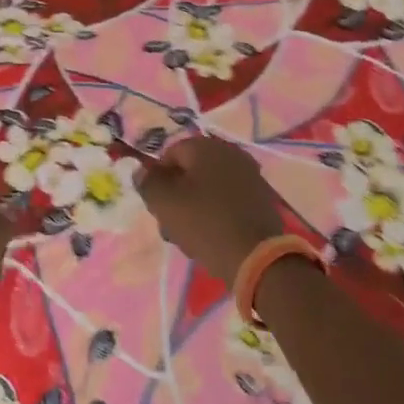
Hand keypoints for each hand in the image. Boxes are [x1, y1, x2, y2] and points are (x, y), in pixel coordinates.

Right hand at [136, 137, 284, 284]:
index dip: (158, 178)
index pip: (170, 154)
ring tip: (189, 236)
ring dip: (195, 206)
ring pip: (209, 187)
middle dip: (176, 194)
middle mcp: (231, 153)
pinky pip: (229, 200)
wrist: (256, 257)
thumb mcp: (164, 202)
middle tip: (170, 222)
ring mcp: (250, 175)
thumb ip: (148, 182)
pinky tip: (212, 236)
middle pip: (191, 170)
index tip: (157, 204)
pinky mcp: (262, 199)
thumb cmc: (204, 223)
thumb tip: (142, 170)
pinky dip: (217, 213)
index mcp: (206, 147)